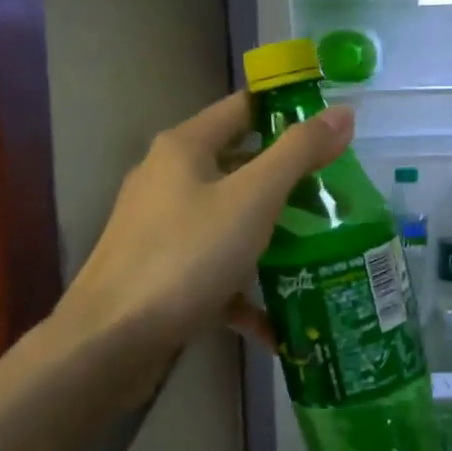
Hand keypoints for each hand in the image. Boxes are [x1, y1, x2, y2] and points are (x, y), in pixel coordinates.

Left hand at [51, 91, 353, 355]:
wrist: (109, 343)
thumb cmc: (186, 257)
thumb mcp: (252, 199)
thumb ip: (298, 153)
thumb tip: (342, 113)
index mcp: (185, 148)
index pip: (243, 107)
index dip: (288, 109)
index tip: (334, 127)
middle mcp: (168, 179)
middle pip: (239, 165)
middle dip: (289, 180)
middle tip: (337, 194)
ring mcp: (161, 229)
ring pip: (229, 219)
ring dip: (272, 234)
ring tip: (321, 249)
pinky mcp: (161, 273)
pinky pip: (214, 270)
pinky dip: (245, 289)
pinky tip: (279, 323)